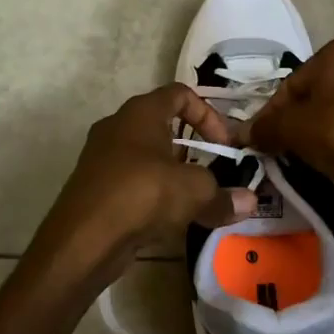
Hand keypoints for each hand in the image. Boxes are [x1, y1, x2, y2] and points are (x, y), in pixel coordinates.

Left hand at [32, 83, 254, 283]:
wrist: (82, 240)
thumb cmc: (141, 195)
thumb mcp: (193, 192)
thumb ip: (223, 194)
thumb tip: (250, 202)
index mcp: (141, 112)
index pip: (180, 93)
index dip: (208, 114)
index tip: (224, 144)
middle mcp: (118, 126)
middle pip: (163, 124)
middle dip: (193, 146)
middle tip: (213, 170)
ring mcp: (102, 156)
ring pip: (147, 155)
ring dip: (173, 172)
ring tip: (195, 197)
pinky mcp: (96, 187)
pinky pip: (133, 180)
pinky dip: (154, 192)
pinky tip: (170, 218)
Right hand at [248, 38, 333, 191]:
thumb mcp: (295, 130)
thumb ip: (267, 128)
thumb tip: (243, 133)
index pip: (292, 84)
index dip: (272, 115)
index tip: (262, 141)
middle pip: (317, 93)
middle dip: (300, 120)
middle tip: (285, 149)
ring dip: (324, 128)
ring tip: (312, 156)